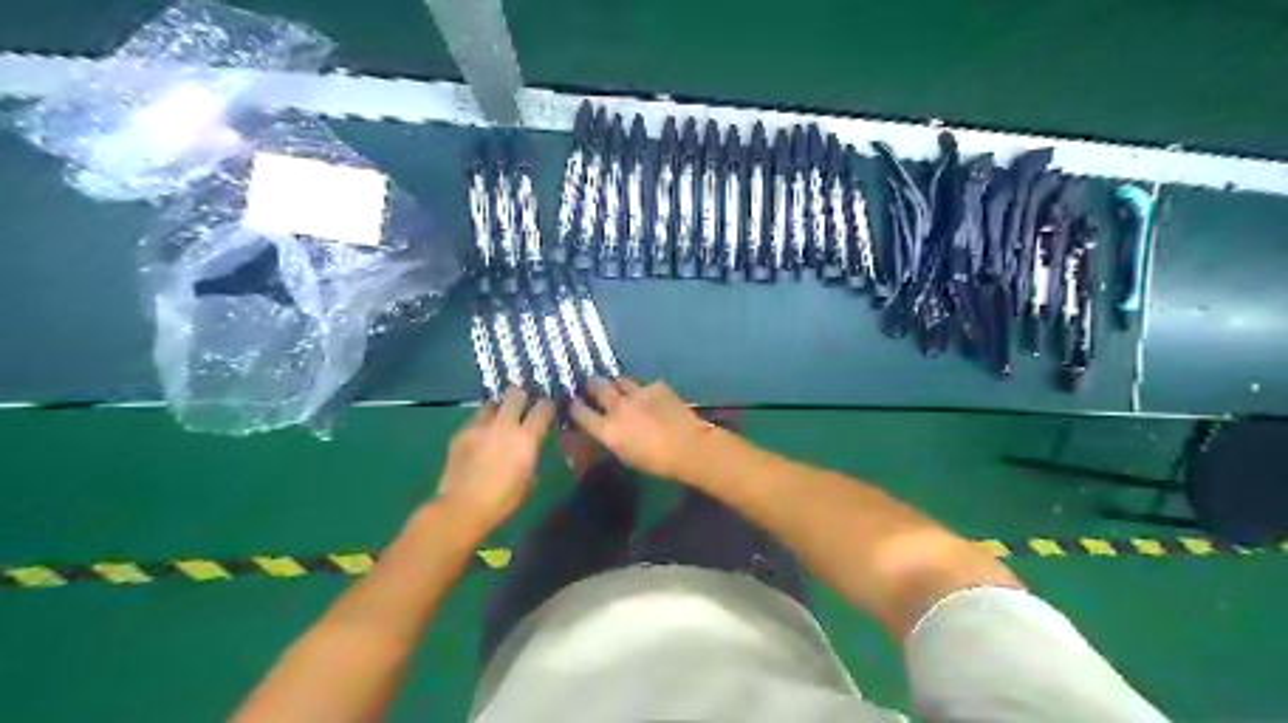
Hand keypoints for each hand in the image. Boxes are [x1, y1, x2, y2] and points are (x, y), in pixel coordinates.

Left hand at [437, 390, 554, 529]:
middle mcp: (504, 424)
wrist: (462, 507)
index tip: (547, 409)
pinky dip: (481, 425)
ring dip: (498, 410)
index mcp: (526, 437)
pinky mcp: (461, 432)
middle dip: (521, 397)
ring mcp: (480, 426)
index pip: (543, 407)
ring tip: (498, 422)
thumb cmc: (503, 500)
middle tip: (522, 407)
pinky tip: (480, 439)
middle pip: (515, 393)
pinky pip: (475, 420)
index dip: (547, 405)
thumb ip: (531, 453)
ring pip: (492, 404)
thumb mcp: (528, 478)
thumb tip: (530, 444)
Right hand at [570, 377, 718, 480]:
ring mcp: (637, 392)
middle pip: (596, 386)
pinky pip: (644, 384)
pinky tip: (650, 397)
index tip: (573, 403)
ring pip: (619, 379)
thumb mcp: (625, 455)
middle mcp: (617, 406)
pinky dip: (643, 390)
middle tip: (592, 386)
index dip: (574, 406)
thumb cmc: (655, 462)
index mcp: (606, 429)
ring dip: (617, 384)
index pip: (579, 411)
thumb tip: (604, 430)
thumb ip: (610, 438)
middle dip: (592, 385)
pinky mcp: (656, 386)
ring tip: (619, 387)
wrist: (688, 446)